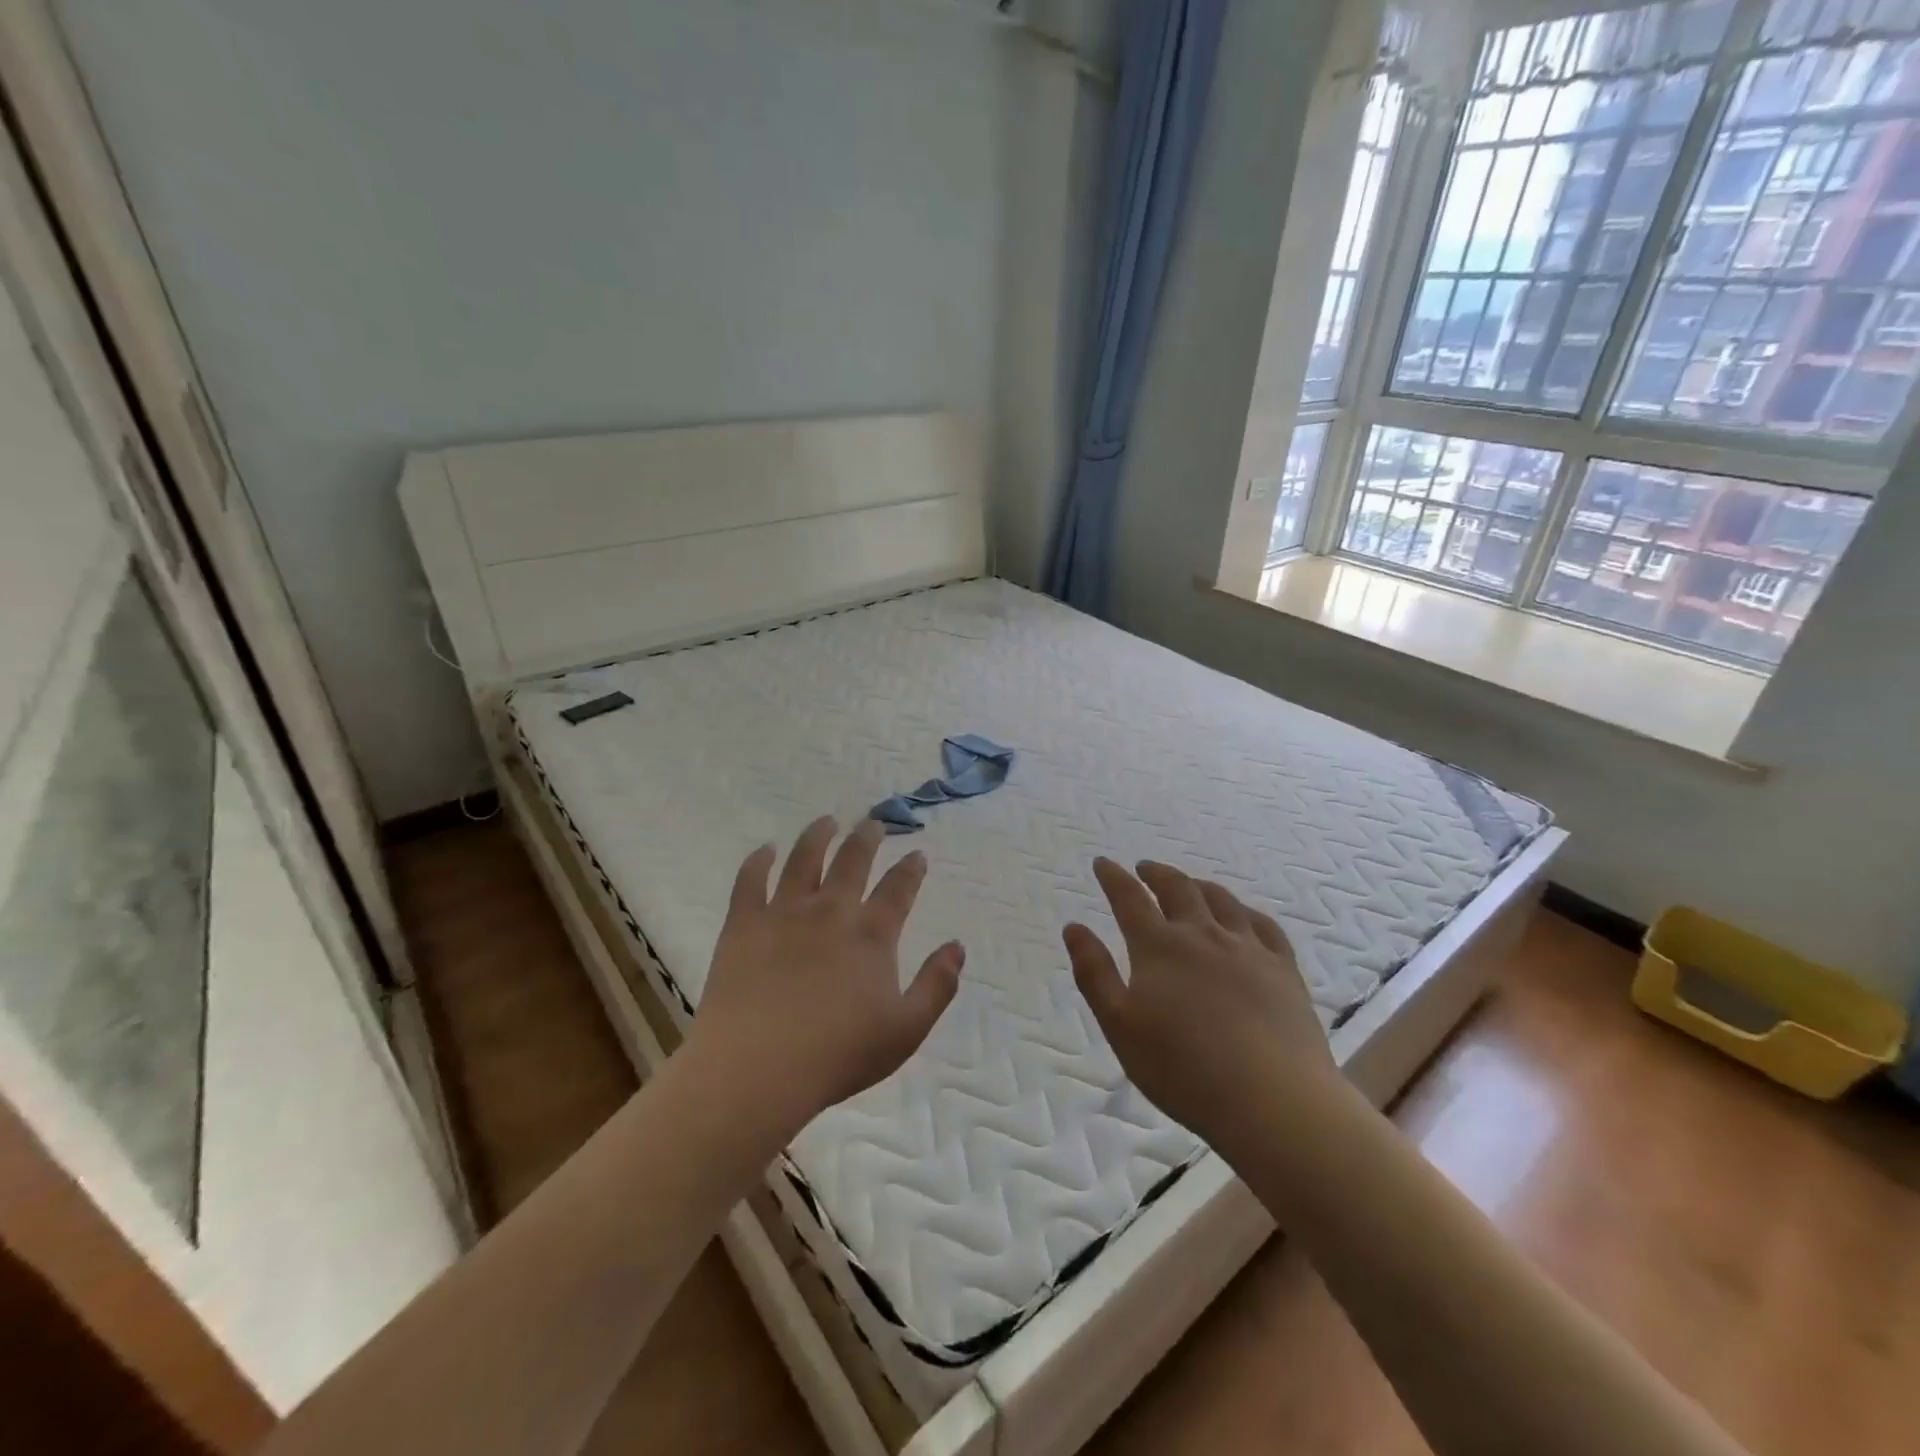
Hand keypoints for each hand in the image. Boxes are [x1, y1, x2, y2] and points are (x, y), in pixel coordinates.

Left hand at [685, 817, 964, 1140]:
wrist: (757, 1068)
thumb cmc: (838, 1054)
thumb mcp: (906, 1029)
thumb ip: (937, 985)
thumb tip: (957, 946)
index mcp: (871, 934)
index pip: (898, 889)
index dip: (910, 869)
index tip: (917, 853)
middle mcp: (830, 911)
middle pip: (852, 861)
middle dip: (866, 838)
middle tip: (873, 823)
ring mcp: (784, 913)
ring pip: (804, 859)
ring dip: (818, 836)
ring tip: (826, 821)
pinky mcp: (744, 924)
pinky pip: (750, 881)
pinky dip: (759, 861)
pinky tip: (765, 850)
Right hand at [1064, 859, 1336, 1147]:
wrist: (1273, 1100)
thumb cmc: (1183, 1069)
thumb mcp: (1120, 1026)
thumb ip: (1094, 973)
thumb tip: (1074, 927)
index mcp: (1159, 947)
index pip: (1129, 899)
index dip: (1113, 878)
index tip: (1103, 863)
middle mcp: (1202, 935)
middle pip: (1177, 889)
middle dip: (1156, 874)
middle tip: (1144, 868)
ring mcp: (1248, 948)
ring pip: (1221, 900)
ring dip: (1198, 885)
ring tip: (1189, 884)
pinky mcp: (1283, 969)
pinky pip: (1264, 926)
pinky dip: (1246, 911)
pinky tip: (1243, 916)